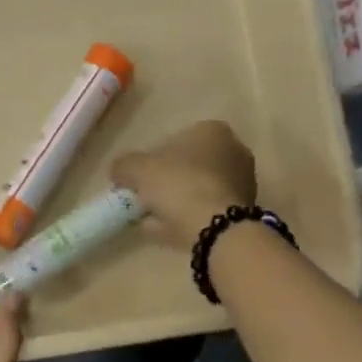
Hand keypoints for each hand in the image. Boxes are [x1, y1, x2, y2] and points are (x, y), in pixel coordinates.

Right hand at [110, 120, 257, 248]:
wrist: (217, 228)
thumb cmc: (179, 186)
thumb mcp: (138, 170)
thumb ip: (123, 165)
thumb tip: (118, 171)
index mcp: (212, 130)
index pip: (175, 140)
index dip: (151, 159)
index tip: (136, 179)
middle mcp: (234, 151)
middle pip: (188, 166)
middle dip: (166, 182)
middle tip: (143, 199)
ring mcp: (243, 182)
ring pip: (197, 190)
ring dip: (176, 203)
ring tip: (151, 220)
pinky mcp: (244, 210)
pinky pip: (206, 210)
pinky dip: (188, 218)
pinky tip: (169, 231)